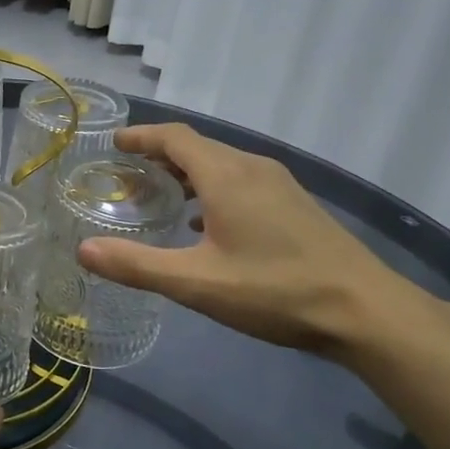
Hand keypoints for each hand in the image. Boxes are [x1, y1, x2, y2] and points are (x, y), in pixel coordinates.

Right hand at [77, 123, 412, 352]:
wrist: (366, 312)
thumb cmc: (275, 290)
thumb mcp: (197, 282)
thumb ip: (137, 265)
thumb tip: (83, 249)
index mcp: (226, 176)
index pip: (176, 137)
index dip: (142, 136)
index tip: (114, 142)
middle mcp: (253, 169)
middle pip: (199, 147)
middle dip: (160, 154)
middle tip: (127, 172)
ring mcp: (280, 186)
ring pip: (223, 165)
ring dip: (187, 172)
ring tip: (159, 194)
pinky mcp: (296, 206)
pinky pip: (242, 182)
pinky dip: (213, 189)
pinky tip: (205, 223)